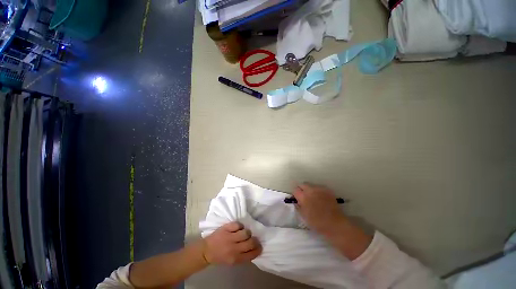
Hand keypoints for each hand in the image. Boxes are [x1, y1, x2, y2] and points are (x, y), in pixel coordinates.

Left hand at [203, 222, 261, 264]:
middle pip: (251, 242)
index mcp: (235, 259)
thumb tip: (254, 249)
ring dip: (247, 232)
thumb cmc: (220, 257)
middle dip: (255, 240)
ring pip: (246, 232)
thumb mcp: (232, 262)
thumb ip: (243, 257)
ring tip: (244, 233)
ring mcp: (229, 237)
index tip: (259, 246)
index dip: (258, 249)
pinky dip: (240, 226)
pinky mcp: (226, 228)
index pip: (252, 254)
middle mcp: (233, 248)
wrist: (206, 251)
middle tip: (254, 238)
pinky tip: (237, 228)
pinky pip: (238, 224)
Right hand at [293, 183, 347, 236]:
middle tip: (303, 197)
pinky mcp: (327, 190)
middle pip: (302, 184)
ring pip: (311, 185)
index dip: (295, 194)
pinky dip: (318, 191)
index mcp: (303, 197)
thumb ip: (298, 206)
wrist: (335, 224)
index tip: (297, 198)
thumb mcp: (304, 216)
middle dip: (301, 189)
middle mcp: (310, 190)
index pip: (295, 190)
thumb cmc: (317, 223)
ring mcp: (319, 189)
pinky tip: (320, 199)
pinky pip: (319, 188)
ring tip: (313, 198)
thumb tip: (296, 201)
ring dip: (309, 190)